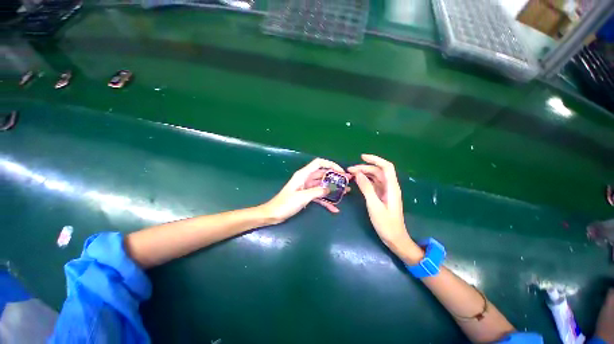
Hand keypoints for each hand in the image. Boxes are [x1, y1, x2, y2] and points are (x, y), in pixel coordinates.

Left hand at [262, 158, 350, 224]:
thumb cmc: (286, 203)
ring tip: (345, 192)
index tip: (341, 172)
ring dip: (333, 189)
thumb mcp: (303, 197)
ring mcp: (307, 187)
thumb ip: (318, 191)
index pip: (319, 163)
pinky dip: (326, 200)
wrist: (273, 214)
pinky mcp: (306, 195)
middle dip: (335, 177)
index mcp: (303, 175)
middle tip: (347, 182)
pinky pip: (319, 195)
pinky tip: (334, 208)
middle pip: (323, 174)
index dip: (330, 164)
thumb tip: (330, 189)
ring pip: (322, 185)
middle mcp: (306, 179)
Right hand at [348, 154, 422, 262]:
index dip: (375, 159)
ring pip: (375, 177)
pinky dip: (365, 181)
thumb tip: (358, 173)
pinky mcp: (381, 196)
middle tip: (350, 170)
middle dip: (365, 167)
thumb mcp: (374, 205)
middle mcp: (389, 187)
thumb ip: (366, 188)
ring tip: (351, 174)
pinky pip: (373, 184)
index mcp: (391, 187)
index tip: (362, 157)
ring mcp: (385, 192)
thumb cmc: (386, 223)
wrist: (394, 238)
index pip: (386, 167)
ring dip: (364, 173)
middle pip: (378, 171)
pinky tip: (357, 181)